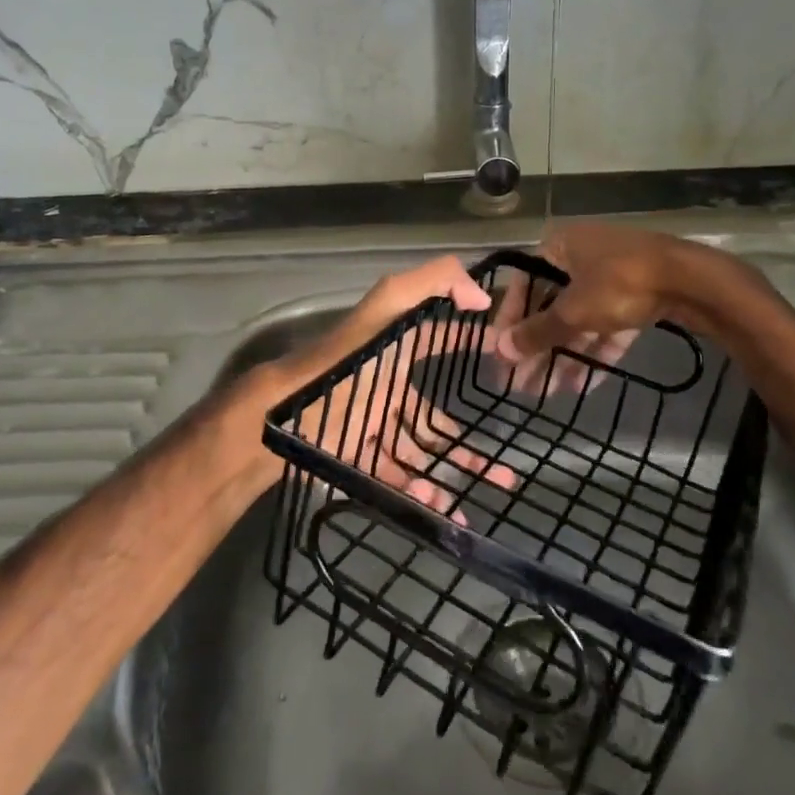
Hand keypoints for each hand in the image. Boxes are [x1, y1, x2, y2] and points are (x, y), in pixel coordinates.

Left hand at [261, 256, 519, 520]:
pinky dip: (423, 497)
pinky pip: (397, 481)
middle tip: (506, 470)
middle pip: (436, 418)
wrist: (288, 415)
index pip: (437, 341)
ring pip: (422, 454)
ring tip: (490, 493)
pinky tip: (446, 511)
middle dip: (469, 442)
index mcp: (395, 353)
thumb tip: (481, 295)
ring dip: (454, 473)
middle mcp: (387, 391)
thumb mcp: (389, 307)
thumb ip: (433, 283)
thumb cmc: (347, 363)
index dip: (466, 344)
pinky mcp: (359, 460)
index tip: (503, 357)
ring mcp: (373, 429)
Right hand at [492, 223, 702, 386]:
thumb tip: (500, 351)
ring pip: (579, 320)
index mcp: (558, 246)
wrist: (692, 279)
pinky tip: (580, 386)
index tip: (500, 357)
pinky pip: (606, 326)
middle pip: (550, 306)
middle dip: (537, 348)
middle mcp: (581, 256)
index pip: (523, 286)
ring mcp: (612, 276)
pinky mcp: (637, 296)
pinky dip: (593, 352)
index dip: (509, 323)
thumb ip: (537, 332)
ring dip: (563, 356)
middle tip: (521, 385)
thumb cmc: (620, 283)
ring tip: (547, 394)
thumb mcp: (573, 310)